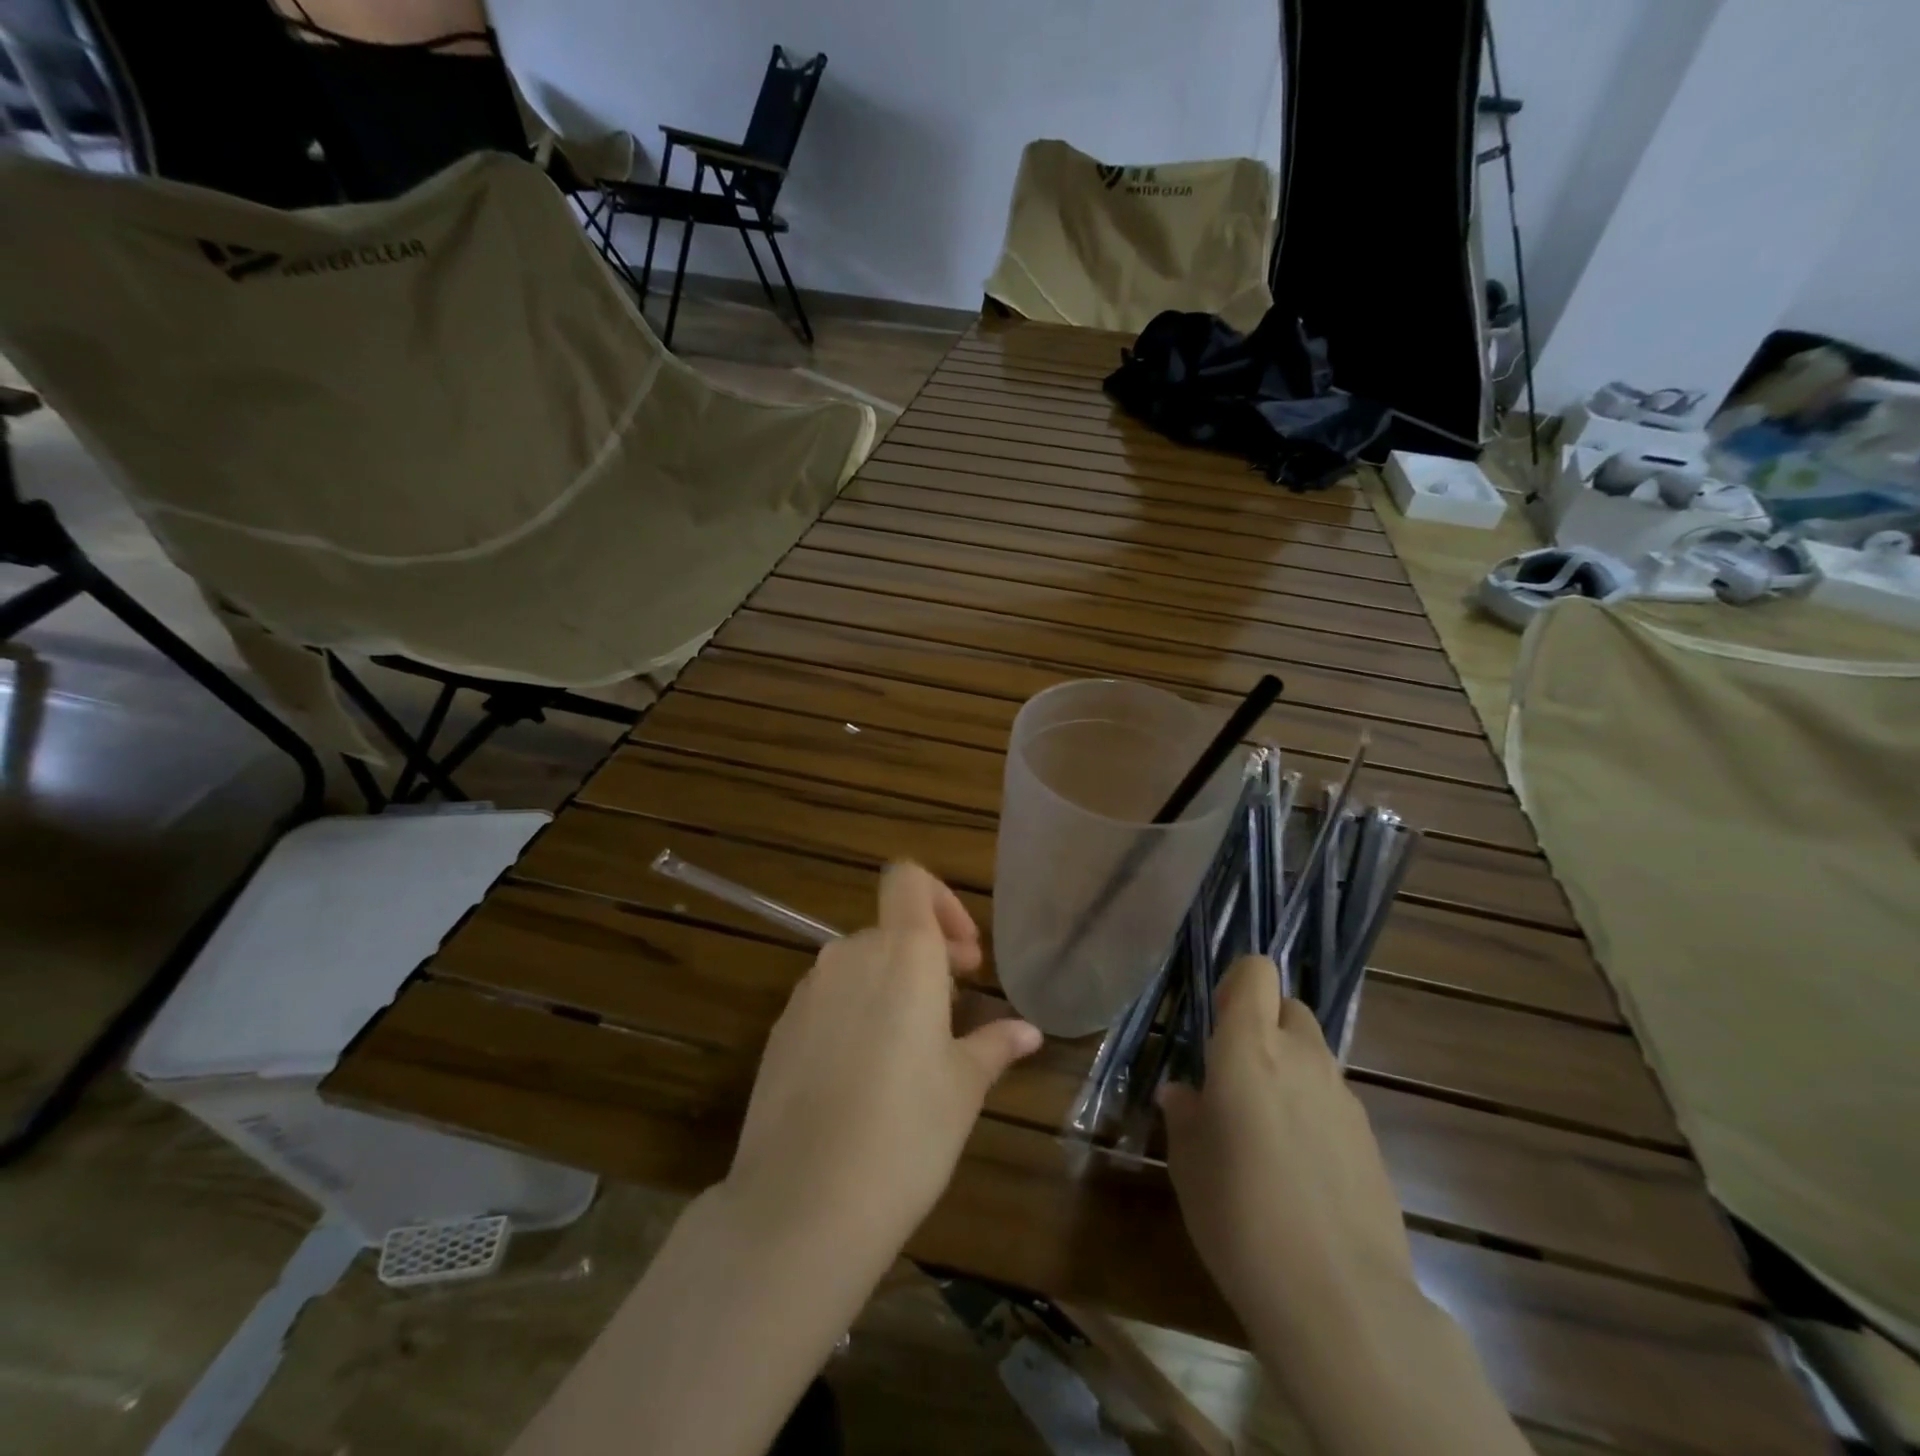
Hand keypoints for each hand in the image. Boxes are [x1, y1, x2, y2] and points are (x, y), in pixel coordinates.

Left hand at [723, 862, 1042, 1258]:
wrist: (802, 1204)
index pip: (908, 879)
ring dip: (889, 987)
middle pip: (889, 930)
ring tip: (912, 1049)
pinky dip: (853, 1015)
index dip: (940, 900)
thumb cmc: (906, 1133)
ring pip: (858, 966)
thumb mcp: (963, 1088)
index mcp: (902, 954)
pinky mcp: (780, 1030)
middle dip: (926, 957)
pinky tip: (863, 1078)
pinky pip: (827, 1001)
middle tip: (953, 1009)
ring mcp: (808, 993)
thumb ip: (994, 1045)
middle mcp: (849, 956)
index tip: (964, 956)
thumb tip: (1027, 1031)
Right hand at [1159, 954, 1414, 1349]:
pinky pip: (1334, 1101)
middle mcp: (1302, 1057)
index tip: (1218, 1018)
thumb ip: (1186, 1113)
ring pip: (1315, 1055)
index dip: (1237, 982)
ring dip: (1290, 1070)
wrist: (1339, 1299)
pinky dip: (1314, 1112)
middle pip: (1289, 1007)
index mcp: (1250, 1048)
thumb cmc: (1239, 1214)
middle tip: (1237, 1074)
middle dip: (1265, 1025)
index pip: (1256, 971)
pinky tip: (1300, 1168)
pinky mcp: (1371, 1139)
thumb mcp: (1188, 1162)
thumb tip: (1184, 1092)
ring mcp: (1344, 1097)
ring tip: (1266, 1128)